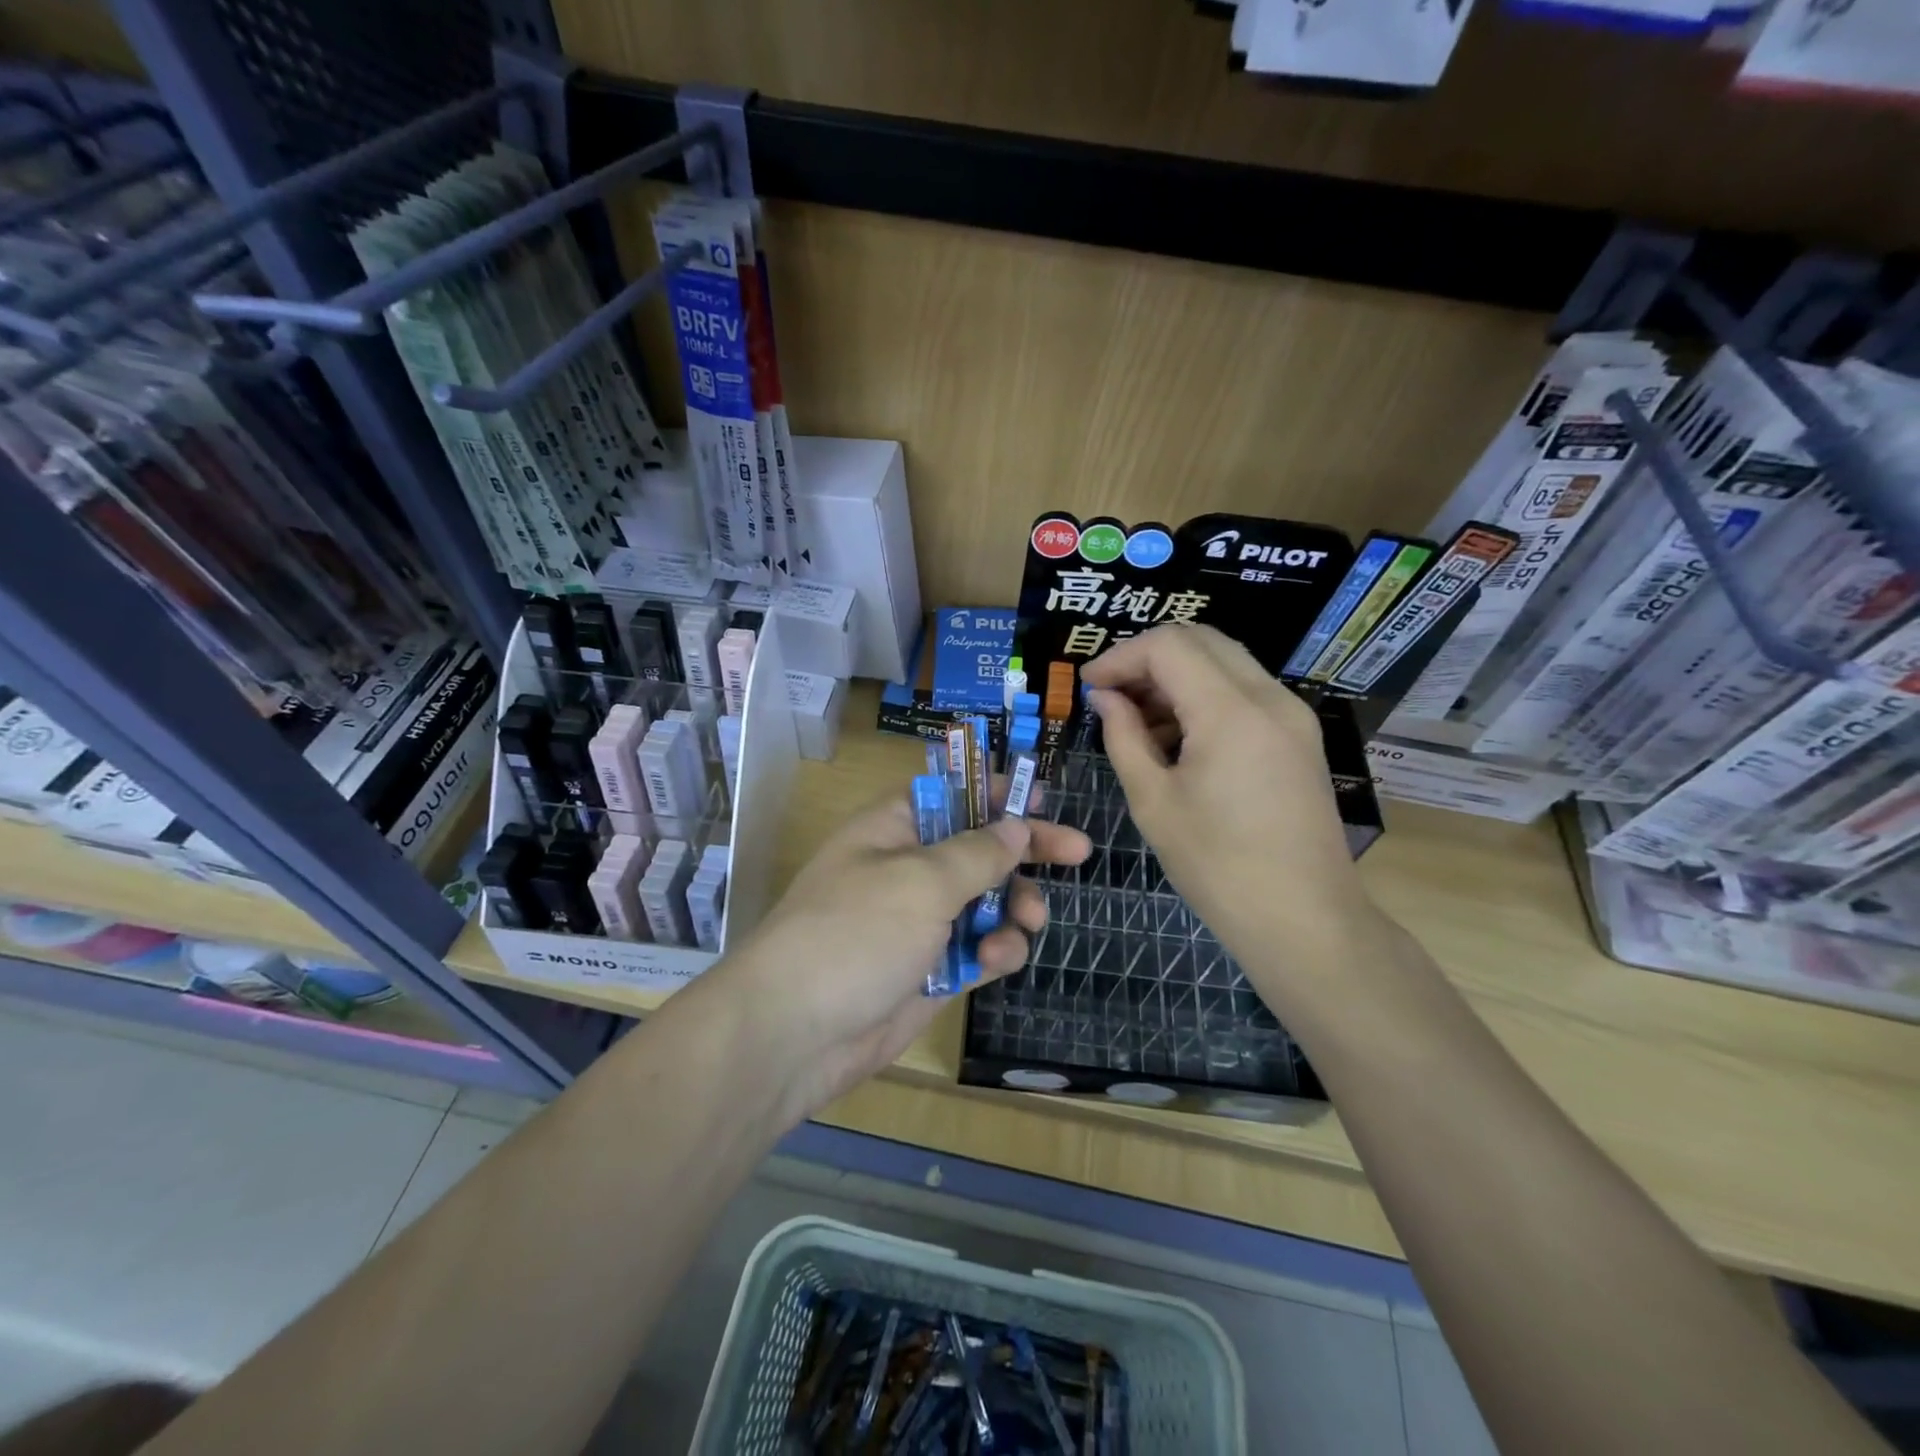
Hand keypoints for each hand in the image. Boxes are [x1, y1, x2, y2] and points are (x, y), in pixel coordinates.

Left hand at [716, 785, 1090, 1121]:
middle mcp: (908, 869)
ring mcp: (919, 922)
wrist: (795, 1033)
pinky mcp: (930, 970)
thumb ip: (977, 852)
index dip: (996, 792)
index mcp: (895, 829)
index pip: (952, 793)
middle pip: (979, 847)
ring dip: (1014, 908)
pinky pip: (978, 949)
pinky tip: (997, 960)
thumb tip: (1014, 825)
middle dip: (1026, 850)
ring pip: (986, 902)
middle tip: (1077, 851)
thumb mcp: (921, 880)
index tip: (1042, 799)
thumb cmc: (856, 932)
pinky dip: (995, 952)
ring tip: (1029, 921)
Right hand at [1080, 624, 1388, 997]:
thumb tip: (1105, 698)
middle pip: (1201, 641)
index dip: (1120, 656)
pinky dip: (1204, 697)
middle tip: (1110, 695)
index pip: (1168, 646)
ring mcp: (1292, 715)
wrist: (1305, 920)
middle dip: (1147, 658)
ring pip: (1225, 662)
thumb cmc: (1218, 867)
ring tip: (1137, 721)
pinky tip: (1176, 738)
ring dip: (1176, 677)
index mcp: (1231, 712)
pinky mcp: (1299, 737)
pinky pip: (1244, 692)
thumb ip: (1124, 738)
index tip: (1088, 686)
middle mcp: (1270, 698)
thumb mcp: (1154, 802)